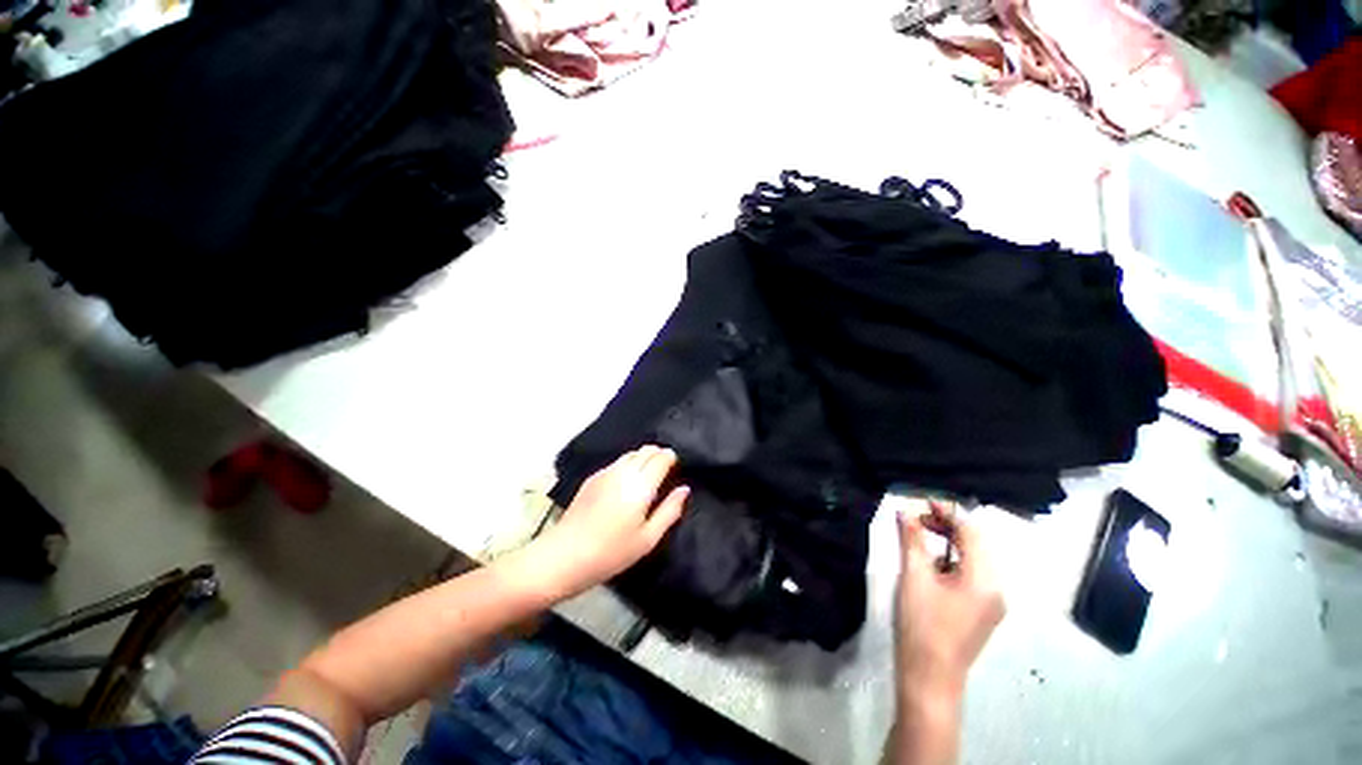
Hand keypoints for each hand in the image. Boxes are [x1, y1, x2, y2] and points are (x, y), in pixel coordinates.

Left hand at [533, 446, 689, 596]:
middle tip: (663, 473)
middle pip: (646, 450)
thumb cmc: (612, 552)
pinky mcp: (592, 478)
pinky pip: (617, 462)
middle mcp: (624, 471)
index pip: (661, 457)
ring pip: (631, 454)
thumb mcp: (648, 539)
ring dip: (642, 458)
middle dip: (658, 455)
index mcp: (641, 485)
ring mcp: (606, 472)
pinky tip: (624, 485)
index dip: (671, 458)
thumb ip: (670, 511)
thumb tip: (684, 489)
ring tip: (646, 477)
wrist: (565, 555)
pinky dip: (627, 465)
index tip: (675, 468)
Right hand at [895, 501, 1004, 703]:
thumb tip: (904, 510)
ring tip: (919, 533)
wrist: (929, 677)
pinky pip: (971, 572)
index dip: (947, 512)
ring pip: (974, 557)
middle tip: (916, 517)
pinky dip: (951, 558)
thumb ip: (911, 540)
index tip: (920, 500)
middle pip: (977, 542)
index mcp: (984, 579)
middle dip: (947, 524)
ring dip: (949, 540)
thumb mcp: (913, 577)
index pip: (971, 532)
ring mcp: (991, 600)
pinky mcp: (981, 609)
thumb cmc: (921, 625)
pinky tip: (930, 559)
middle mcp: (996, 587)